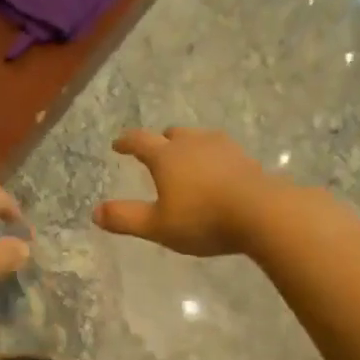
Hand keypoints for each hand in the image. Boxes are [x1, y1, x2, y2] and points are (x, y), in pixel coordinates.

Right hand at [94, 128, 270, 256]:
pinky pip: (222, 151)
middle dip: (161, 141)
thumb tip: (95, 213)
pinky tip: (217, 174)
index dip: (126, 142)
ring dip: (188, 146)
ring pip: (199, 138)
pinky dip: (212, 158)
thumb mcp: (158, 226)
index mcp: (166, 156)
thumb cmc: (203, 219)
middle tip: (156, 153)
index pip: (139, 141)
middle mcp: (192, 143)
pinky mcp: (246, 159)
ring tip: (187, 162)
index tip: (117, 145)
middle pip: (172, 133)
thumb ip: (126, 218)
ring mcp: (223, 148)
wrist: (264, 213)